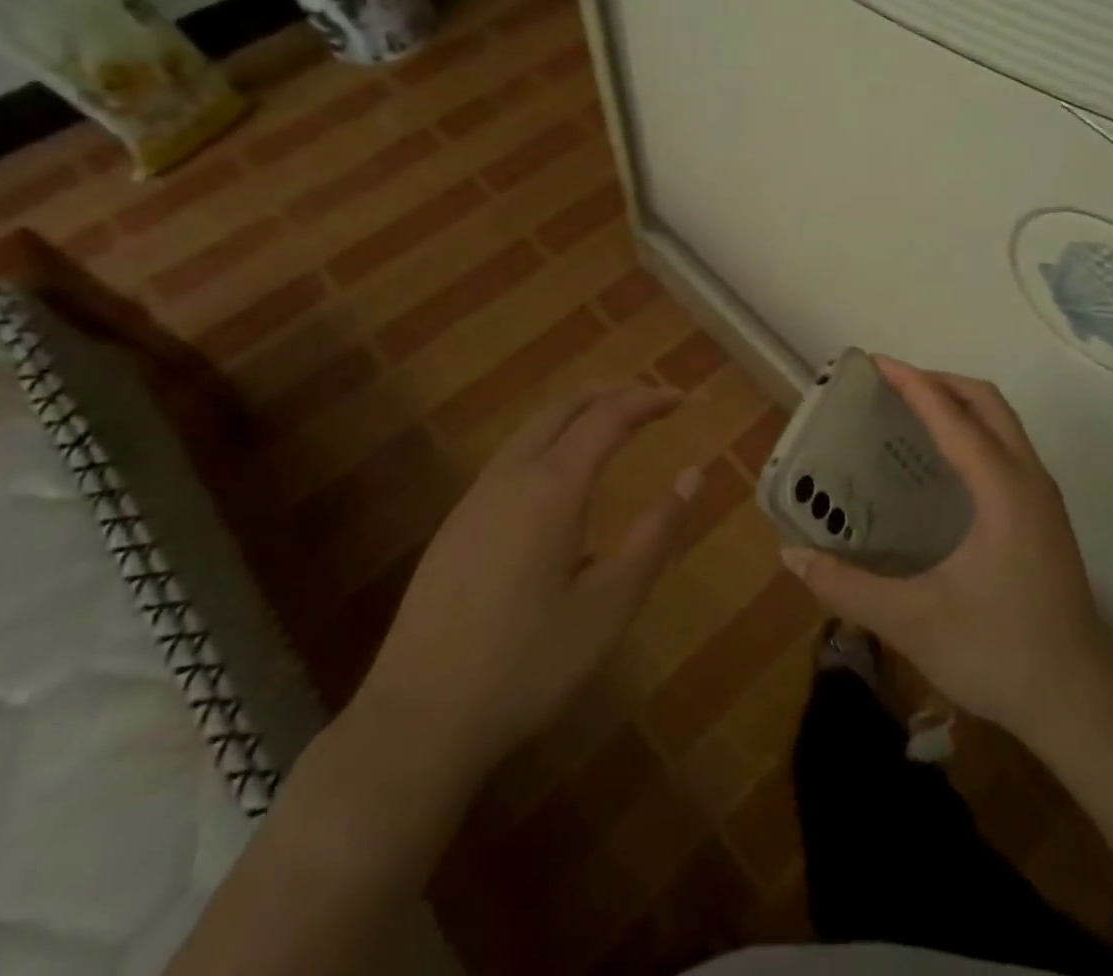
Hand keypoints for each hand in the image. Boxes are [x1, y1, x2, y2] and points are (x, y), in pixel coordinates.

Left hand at [348, 385, 700, 786]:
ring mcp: (475, 498)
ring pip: (532, 428)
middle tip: (651, 402)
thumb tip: (693, 475)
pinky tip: (561, 480)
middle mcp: (511, 475)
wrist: (418, 719)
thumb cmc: (529, 663)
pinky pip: (512, 456)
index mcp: (552, 486)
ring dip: (577, 414)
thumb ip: (656, 534)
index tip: (682, 399)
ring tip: (613, 427)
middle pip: (564, 406)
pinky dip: (550, 440)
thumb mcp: (611, 605)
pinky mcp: (456, 524)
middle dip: (611, 392)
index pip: (608, 416)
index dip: (648, 400)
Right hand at [781, 357, 1112, 749]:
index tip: (874, 362)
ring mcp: (1043, 499)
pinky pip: (1008, 448)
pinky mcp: (1045, 519)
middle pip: (987, 401)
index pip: (952, 415)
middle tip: (890, 386)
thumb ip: (846, 586)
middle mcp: (1029, 480)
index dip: (911, 383)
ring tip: (910, 413)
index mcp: (1002, 490)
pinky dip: (974, 431)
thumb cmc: (998, 654)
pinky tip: (942, 465)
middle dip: (939, 381)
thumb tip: (791, 555)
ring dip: (959, 404)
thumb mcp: (911, 621)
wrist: (1081, 706)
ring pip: (1004, 423)